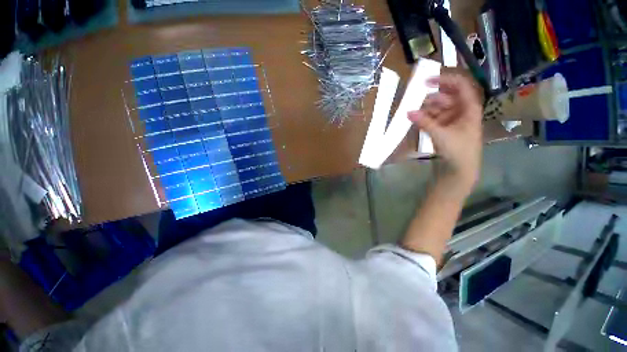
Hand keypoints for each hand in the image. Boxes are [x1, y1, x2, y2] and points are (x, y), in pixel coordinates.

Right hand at [408, 73, 482, 192]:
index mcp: (469, 107)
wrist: (460, 169)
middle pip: (446, 97)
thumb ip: (424, 122)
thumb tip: (408, 112)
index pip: (460, 85)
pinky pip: (435, 118)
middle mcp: (462, 110)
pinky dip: (426, 118)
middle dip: (431, 97)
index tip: (426, 81)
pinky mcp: (446, 128)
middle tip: (414, 99)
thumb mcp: (441, 134)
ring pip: (439, 108)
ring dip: (426, 109)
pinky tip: (416, 120)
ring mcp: (453, 119)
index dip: (444, 80)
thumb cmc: (458, 150)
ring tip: (413, 112)